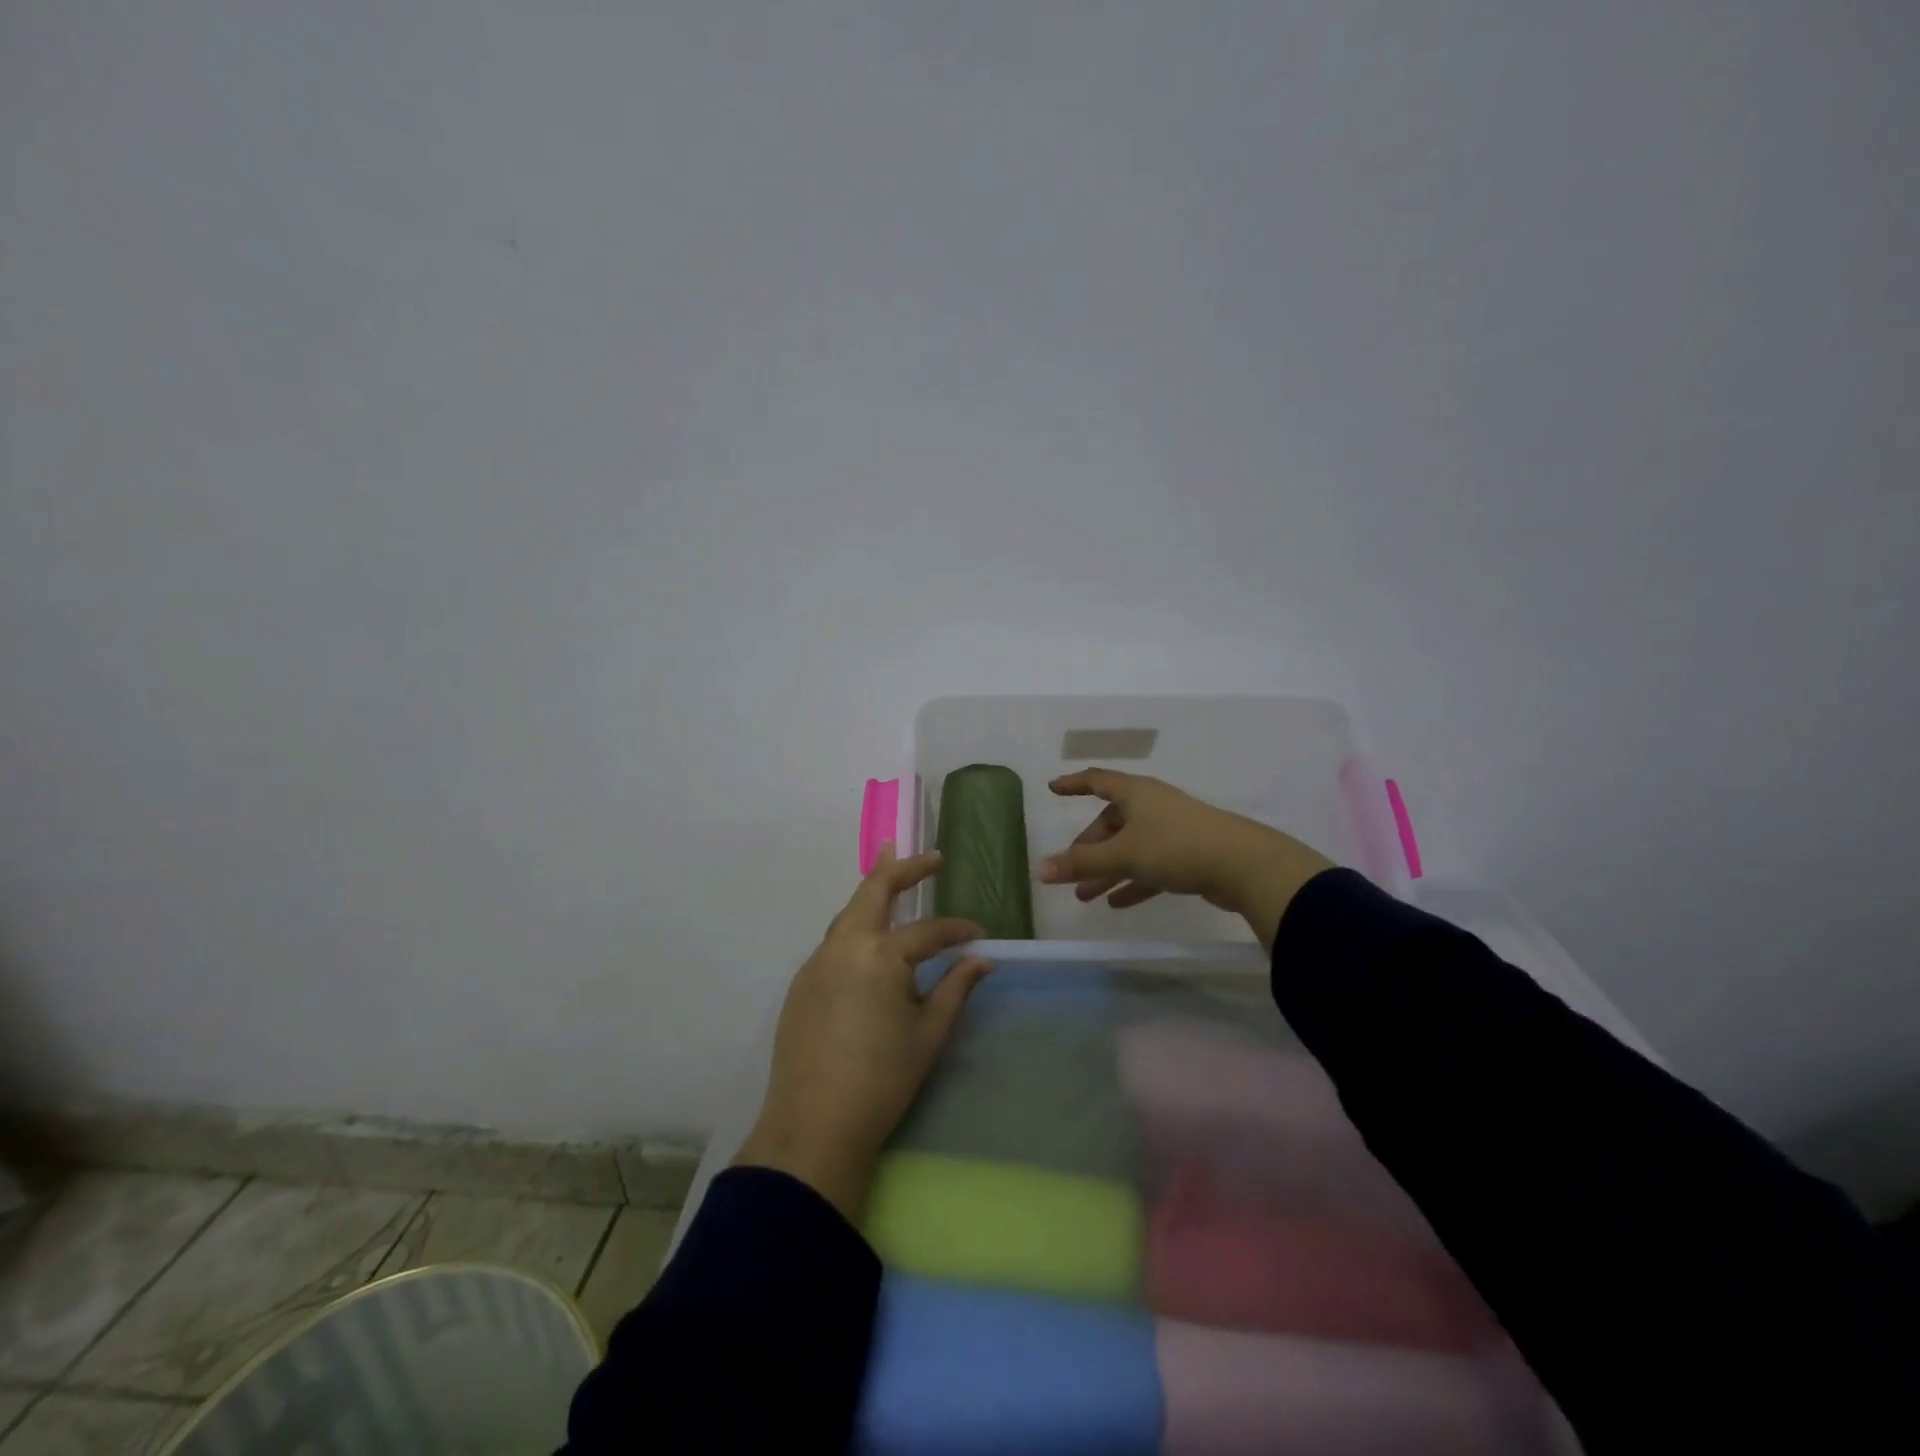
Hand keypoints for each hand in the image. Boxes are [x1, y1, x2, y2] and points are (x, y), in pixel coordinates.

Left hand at [733, 846, 992, 1220]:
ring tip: (895, 877)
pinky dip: (857, 927)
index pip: (929, 931)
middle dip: (904, 868)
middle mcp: (844, 945)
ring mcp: (817, 961)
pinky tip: (870, 940)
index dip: (958, 930)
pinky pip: (835, 940)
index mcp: (880, 954)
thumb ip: (955, 988)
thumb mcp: (929, 1034)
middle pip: (875, 889)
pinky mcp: (802, 982)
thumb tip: (982, 959)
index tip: (980, 934)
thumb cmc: (882, 1080)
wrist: (813, 1126)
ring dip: (874, 892)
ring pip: (849, 912)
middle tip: (931, 858)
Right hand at [1036, 769, 1333, 946]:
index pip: (1097, 780)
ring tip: (1085, 896)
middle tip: (1070, 870)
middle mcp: (1152, 806)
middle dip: (1089, 847)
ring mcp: (1172, 830)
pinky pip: (1150, 866)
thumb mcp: (1123, 855)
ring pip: (1130, 848)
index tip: (1053, 788)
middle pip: (1111, 822)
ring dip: (1107, 870)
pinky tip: (1117, 904)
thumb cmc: (1175, 846)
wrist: (1243, 865)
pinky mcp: (1188, 855)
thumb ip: (1082, 863)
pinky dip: (1133, 882)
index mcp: (1135, 793)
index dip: (1073, 784)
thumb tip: (1041, 870)